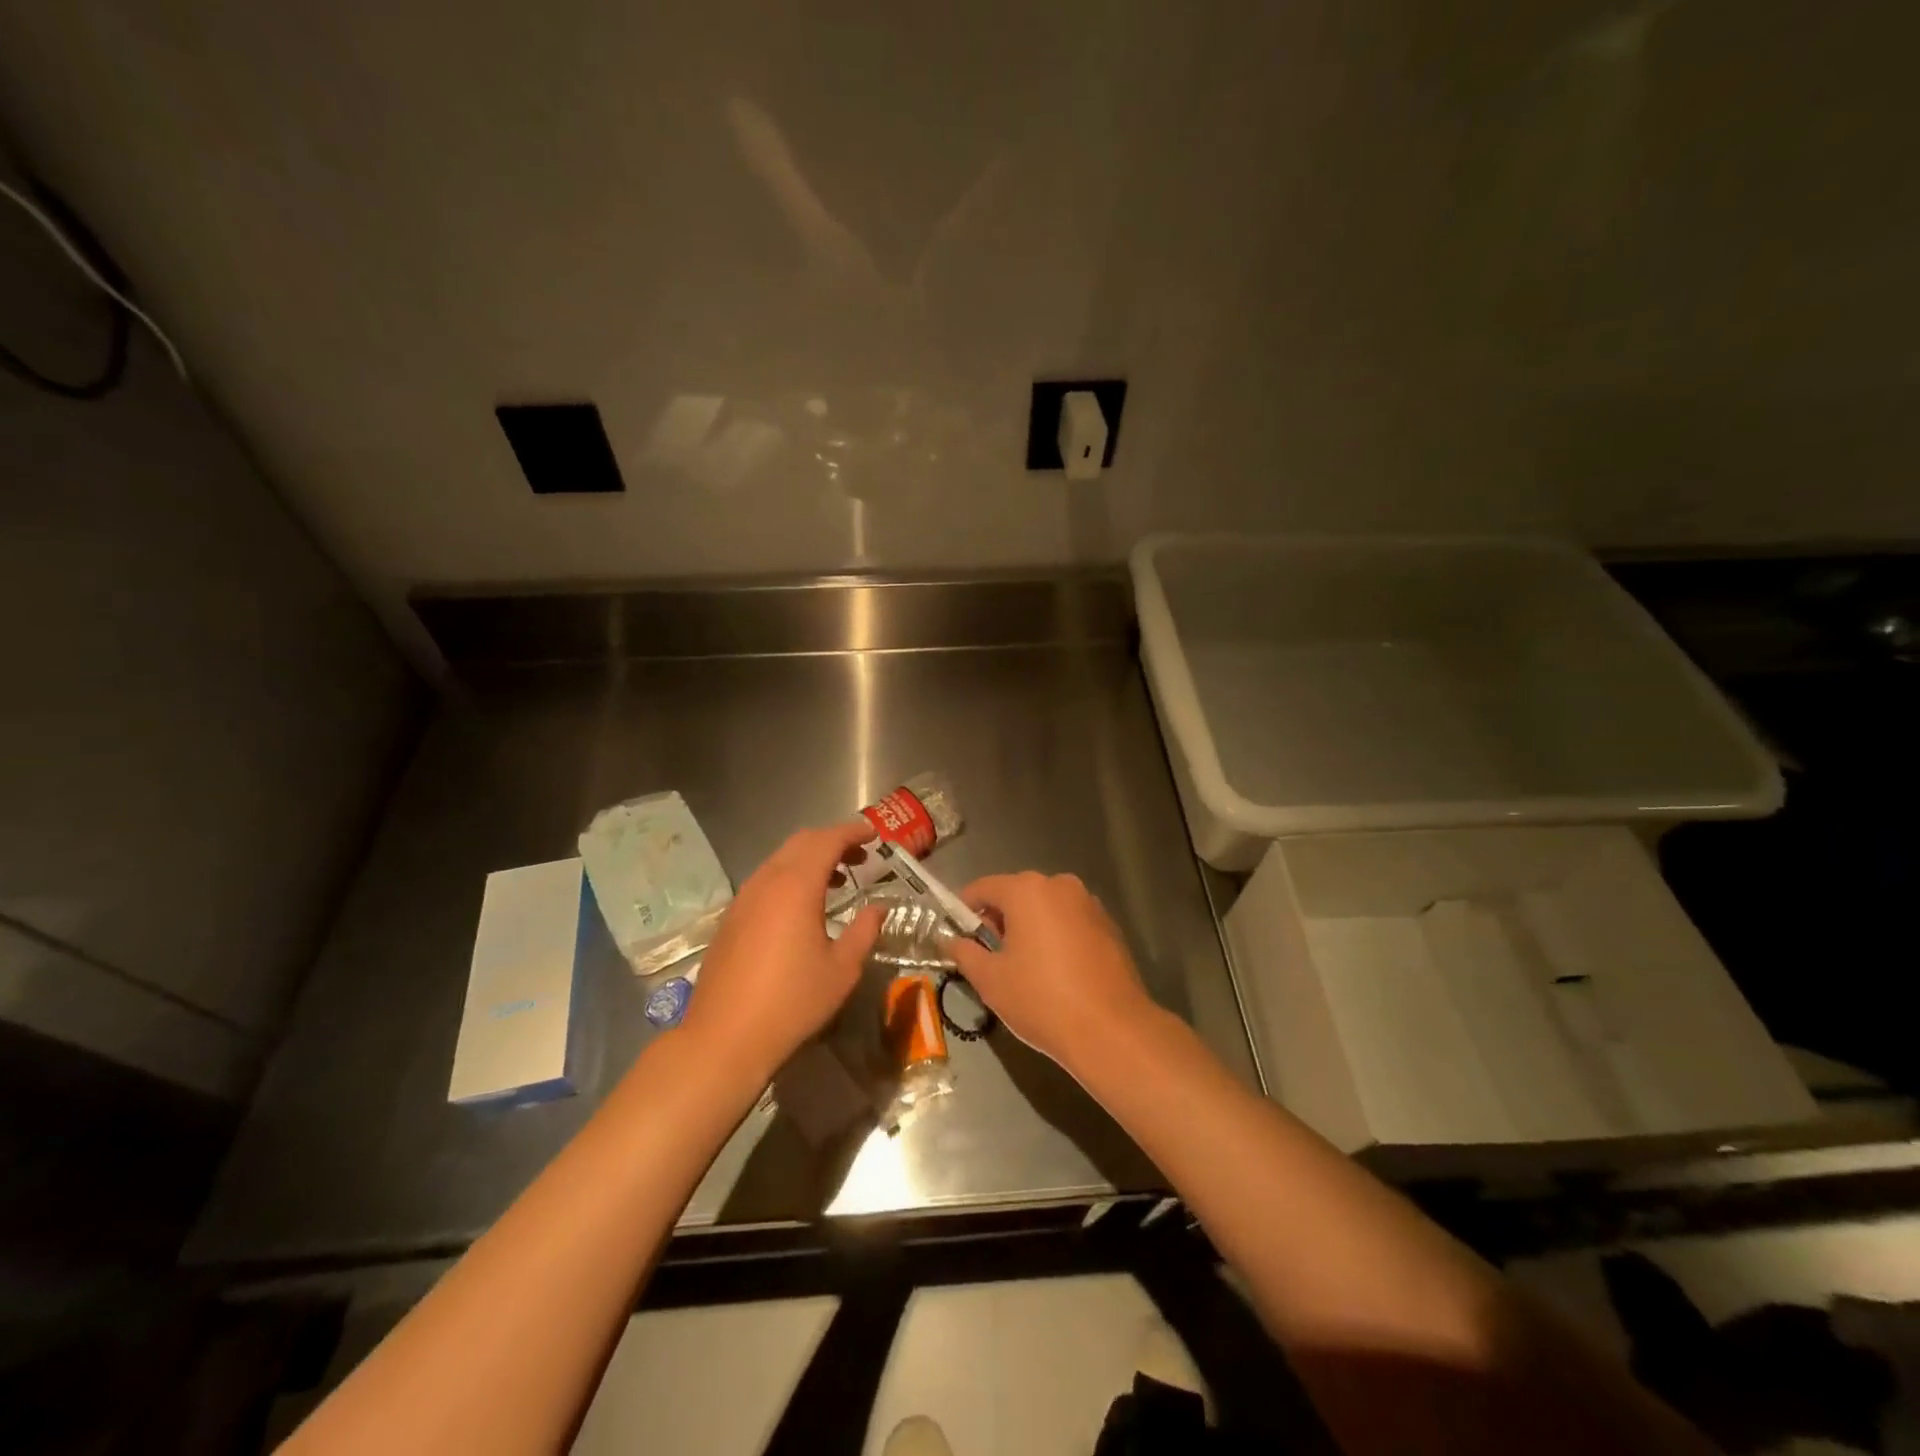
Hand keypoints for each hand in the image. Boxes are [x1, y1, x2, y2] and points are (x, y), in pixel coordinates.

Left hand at [679, 819, 882, 1083]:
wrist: (724, 1037)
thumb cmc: (792, 1002)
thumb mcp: (842, 969)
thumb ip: (864, 931)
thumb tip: (878, 908)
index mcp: (796, 886)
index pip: (827, 841)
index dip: (852, 832)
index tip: (873, 834)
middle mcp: (767, 882)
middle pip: (801, 842)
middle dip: (832, 841)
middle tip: (859, 856)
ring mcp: (744, 898)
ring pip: (780, 859)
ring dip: (809, 859)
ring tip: (836, 880)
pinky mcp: (731, 917)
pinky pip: (765, 880)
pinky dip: (789, 877)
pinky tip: (801, 907)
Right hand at [947, 872, 1155, 1072]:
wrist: (1111, 1030)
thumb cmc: (1041, 999)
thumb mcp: (990, 979)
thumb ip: (964, 953)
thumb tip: (950, 941)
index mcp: (1026, 890)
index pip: (983, 888)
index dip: (964, 910)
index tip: (957, 936)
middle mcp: (1059, 885)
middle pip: (1016, 894)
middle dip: (999, 920)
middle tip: (990, 957)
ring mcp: (1089, 903)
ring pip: (1045, 908)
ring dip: (1029, 928)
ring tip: (1024, 967)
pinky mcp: (1109, 925)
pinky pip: (1070, 922)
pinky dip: (1056, 936)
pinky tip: (1057, 972)